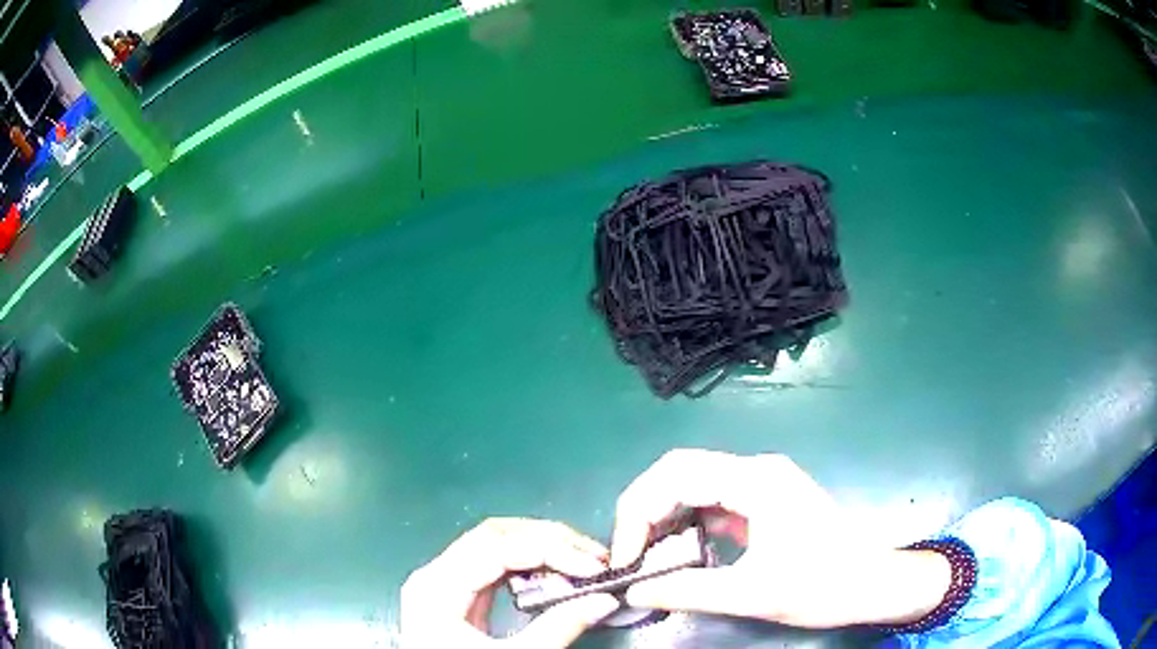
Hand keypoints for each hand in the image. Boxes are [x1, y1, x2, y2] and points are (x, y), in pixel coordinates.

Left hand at [401, 518, 619, 647]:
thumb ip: (559, 628)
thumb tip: (604, 600)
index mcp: (437, 587)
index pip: (498, 547)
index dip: (550, 550)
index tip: (592, 566)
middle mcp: (434, 575)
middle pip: (494, 536)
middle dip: (549, 541)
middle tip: (592, 557)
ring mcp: (442, 584)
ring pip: (494, 545)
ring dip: (540, 549)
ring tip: (579, 564)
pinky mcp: (455, 597)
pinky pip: (492, 567)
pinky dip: (526, 567)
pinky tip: (552, 577)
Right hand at [609, 449, 951, 628]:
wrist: (874, 583)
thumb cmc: (823, 584)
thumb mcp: (752, 594)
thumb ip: (687, 591)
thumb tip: (633, 590)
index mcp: (756, 480)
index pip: (676, 475)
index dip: (639, 512)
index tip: (626, 556)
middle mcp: (756, 471)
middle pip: (680, 471)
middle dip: (645, 509)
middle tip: (629, 552)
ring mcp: (762, 484)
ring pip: (695, 485)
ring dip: (664, 516)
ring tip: (648, 554)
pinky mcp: (765, 502)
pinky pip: (713, 502)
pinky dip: (687, 524)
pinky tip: (680, 552)